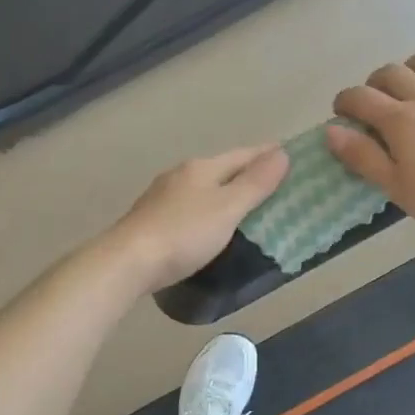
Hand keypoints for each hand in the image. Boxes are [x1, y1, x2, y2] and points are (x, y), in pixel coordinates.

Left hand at [100, 144, 290, 293]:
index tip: (287, 155)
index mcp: (201, 168)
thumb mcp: (228, 208)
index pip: (242, 155)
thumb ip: (255, 183)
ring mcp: (162, 197)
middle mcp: (180, 175)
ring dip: (224, 193)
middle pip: (221, 169)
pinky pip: (189, 208)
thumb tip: (281, 153)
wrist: (128, 261)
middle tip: (272, 183)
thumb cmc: (184, 233)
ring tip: (245, 205)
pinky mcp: (151, 220)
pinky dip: (207, 210)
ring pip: (202, 188)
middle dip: (245, 173)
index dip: (266, 155)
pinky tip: (209, 224)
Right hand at [327, 43, 414, 240]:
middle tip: (374, 99)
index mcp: (401, 122)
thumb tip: (331, 131)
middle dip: (375, 82)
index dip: (346, 100)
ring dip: (412, 64)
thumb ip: (363, 158)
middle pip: (393, 74)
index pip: (362, 99)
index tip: (342, 111)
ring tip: (409, 77)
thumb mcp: (398, 188)